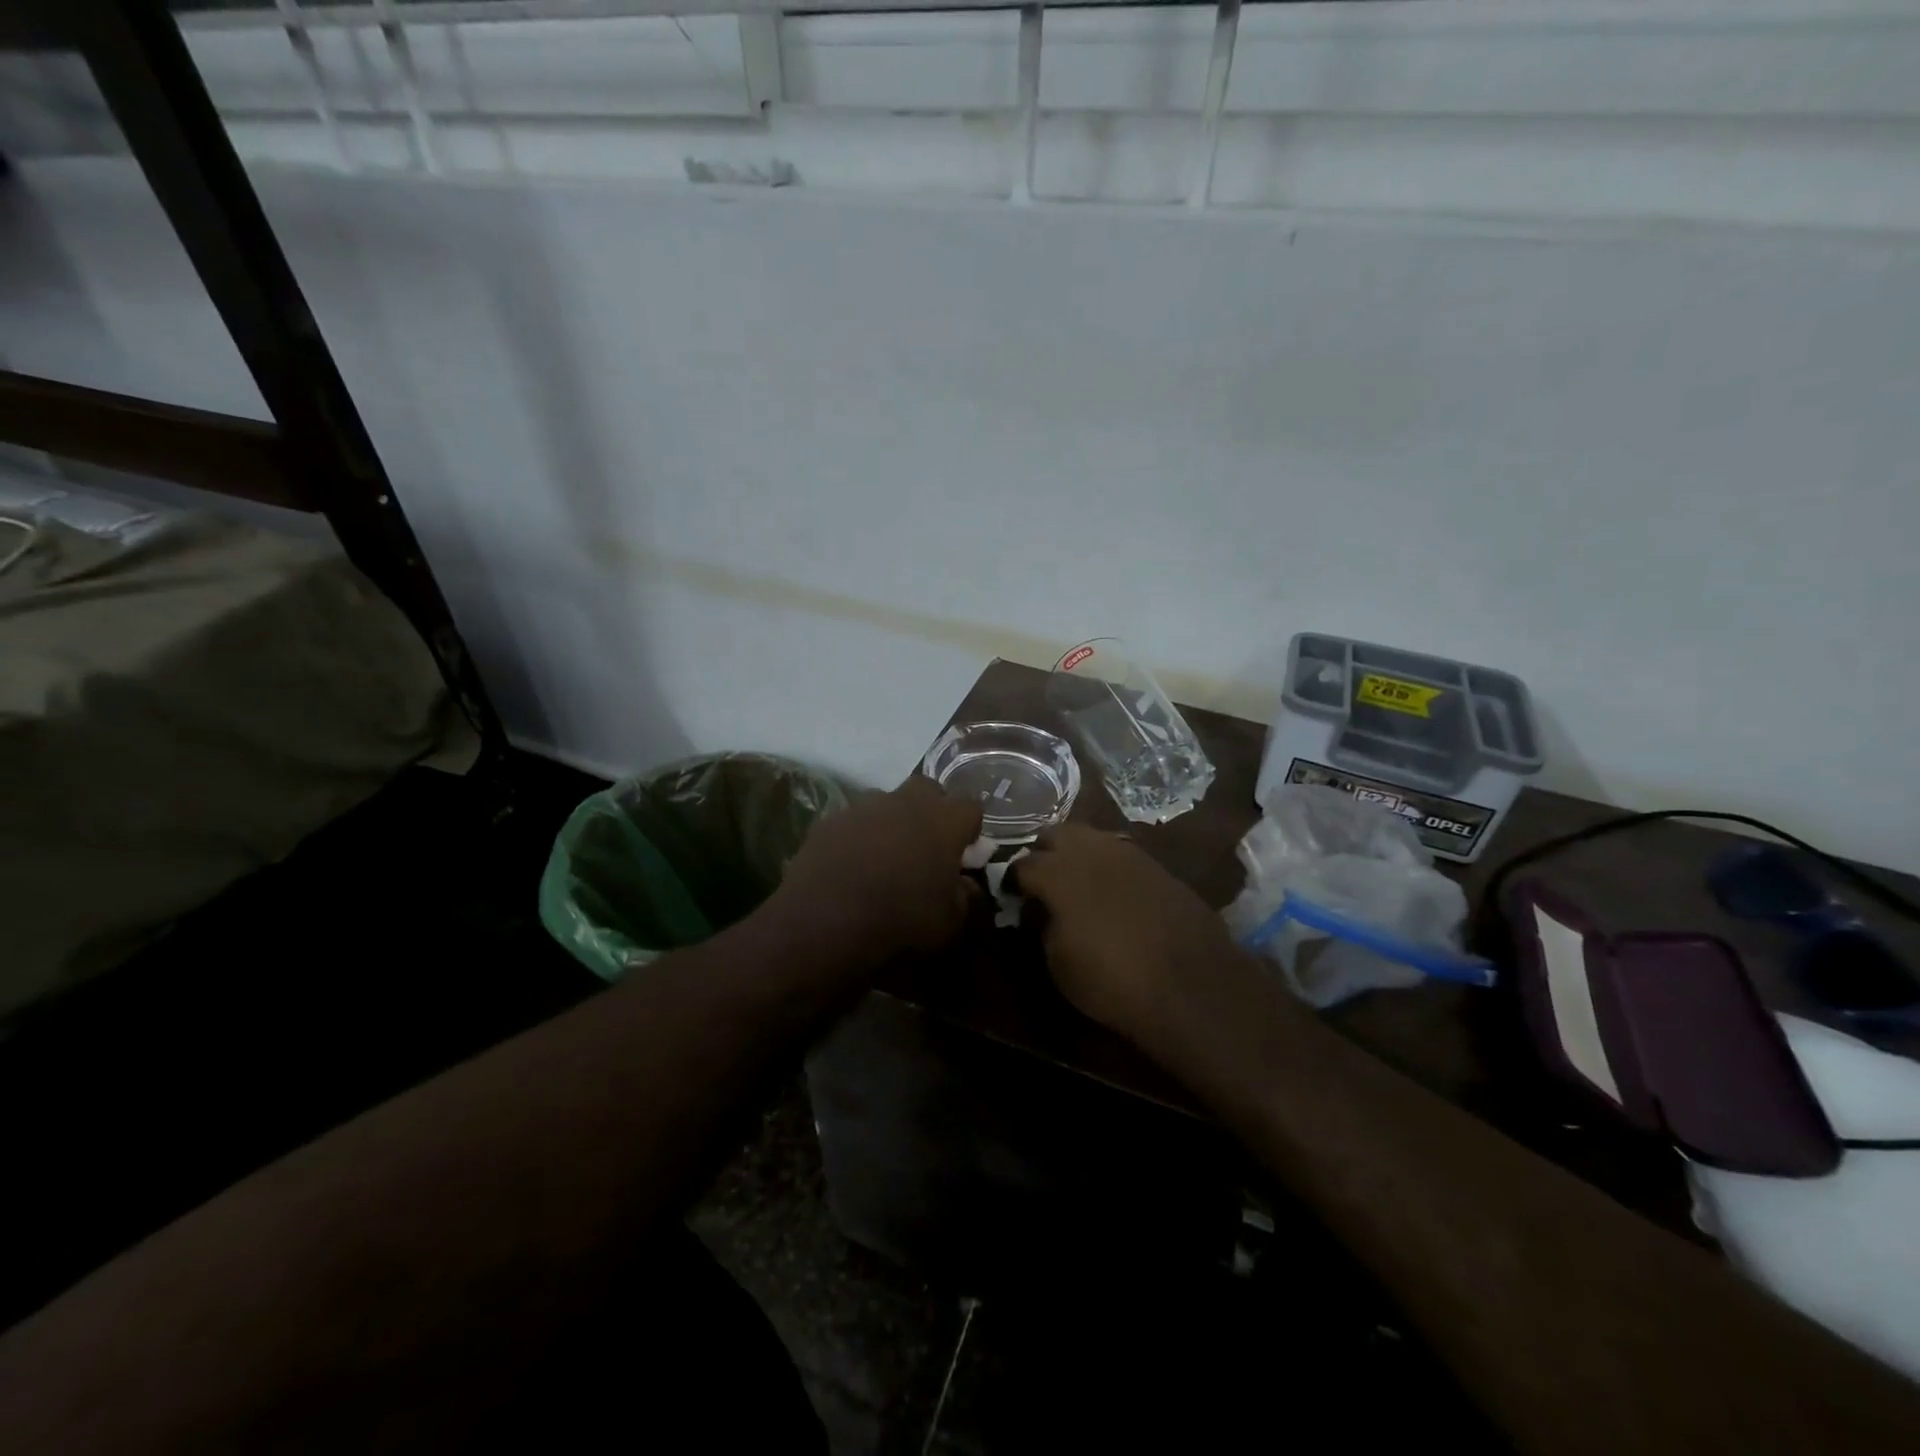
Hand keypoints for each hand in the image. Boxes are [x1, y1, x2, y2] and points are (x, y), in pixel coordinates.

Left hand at [767, 777, 982, 971]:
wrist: (826, 920)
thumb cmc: (901, 920)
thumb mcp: (948, 923)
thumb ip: (963, 898)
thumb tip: (965, 886)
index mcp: (943, 821)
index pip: (970, 808)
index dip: (970, 828)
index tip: (965, 851)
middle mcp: (905, 802)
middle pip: (928, 788)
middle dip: (931, 809)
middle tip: (927, 842)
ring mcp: (864, 807)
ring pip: (885, 801)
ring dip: (891, 820)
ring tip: (884, 854)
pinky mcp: (829, 820)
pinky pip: (851, 821)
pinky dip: (856, 836)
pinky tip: (850, 865)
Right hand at [1014, 824, 1240, 1047]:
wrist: (1191, 984)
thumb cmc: (1112, 979)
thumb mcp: (1058, 963)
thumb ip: (1042, 926)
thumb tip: (1041, 910)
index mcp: (1057, 872)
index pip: (1022, 864)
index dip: (1014, 881)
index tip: (1013, 897)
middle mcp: (1090, 850)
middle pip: (1055, 834)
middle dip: (1044, 852)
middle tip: (1044, 882)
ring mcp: (1127, 853)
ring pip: (1091, 836)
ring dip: (1078, 853)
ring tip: (1078, 882)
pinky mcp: (1156, 865)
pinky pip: (1120, 853)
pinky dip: (1108, 865)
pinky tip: (1112, 890)